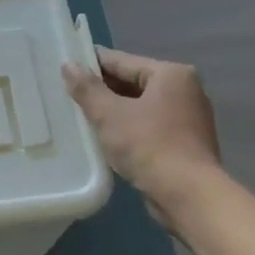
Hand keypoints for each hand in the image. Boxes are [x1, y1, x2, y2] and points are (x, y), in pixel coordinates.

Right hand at [63, 49, 221, 234]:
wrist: (187, 194)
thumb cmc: (148, 146)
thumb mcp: (109, 115)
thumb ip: (87, 89)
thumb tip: (68, 65)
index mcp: (171, 74)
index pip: (122, 61)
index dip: (92, 63)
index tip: (66, 66)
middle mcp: (185, 90)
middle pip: (134, 82)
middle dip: (103, 90)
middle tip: (69, 94)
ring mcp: (189, 117)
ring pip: (141, 106)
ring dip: (114, 111)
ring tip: (82, 117)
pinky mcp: (185, 142)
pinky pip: (149, 126)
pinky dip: (129, 128)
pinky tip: (107, 138)